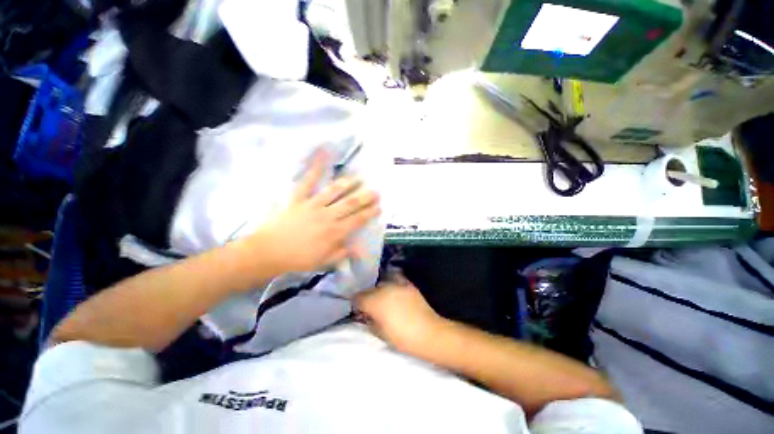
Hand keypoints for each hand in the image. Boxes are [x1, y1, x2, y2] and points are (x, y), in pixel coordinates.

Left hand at [250, 149, 379, 274]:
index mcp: (335, 232)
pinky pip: (307, 181)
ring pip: (334, 191)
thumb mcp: (324, 262)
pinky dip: (316, 167)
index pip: (357, 220)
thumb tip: (360, 249)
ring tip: (359, 178)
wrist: (268, 253)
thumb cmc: (298, 259)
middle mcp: (328, 216)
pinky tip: (323, 152)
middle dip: (365, 197)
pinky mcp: (299, 198)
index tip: (379, 207)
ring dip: (348, 184)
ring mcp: (313, 205)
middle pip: (350, 204)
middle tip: (376, 191)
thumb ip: (343, 253)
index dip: (370, 213)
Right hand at [354, 279, 446, 354]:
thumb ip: (370, 321)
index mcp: (374, 302)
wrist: (428, 333)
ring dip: (379, 290)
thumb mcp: (380, 333)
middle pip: (369, 289)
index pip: (358, 297)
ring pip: (381, 283)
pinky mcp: (407, 284)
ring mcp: (396, 284)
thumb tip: (366, 315)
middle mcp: (383, 289)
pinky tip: (394, 292)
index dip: (356, 304)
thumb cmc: (402, 337)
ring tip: (382, 299)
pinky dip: (392, 285)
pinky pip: (395, 280)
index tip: (358, 309)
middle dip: (367, 297)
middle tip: (370, 306)